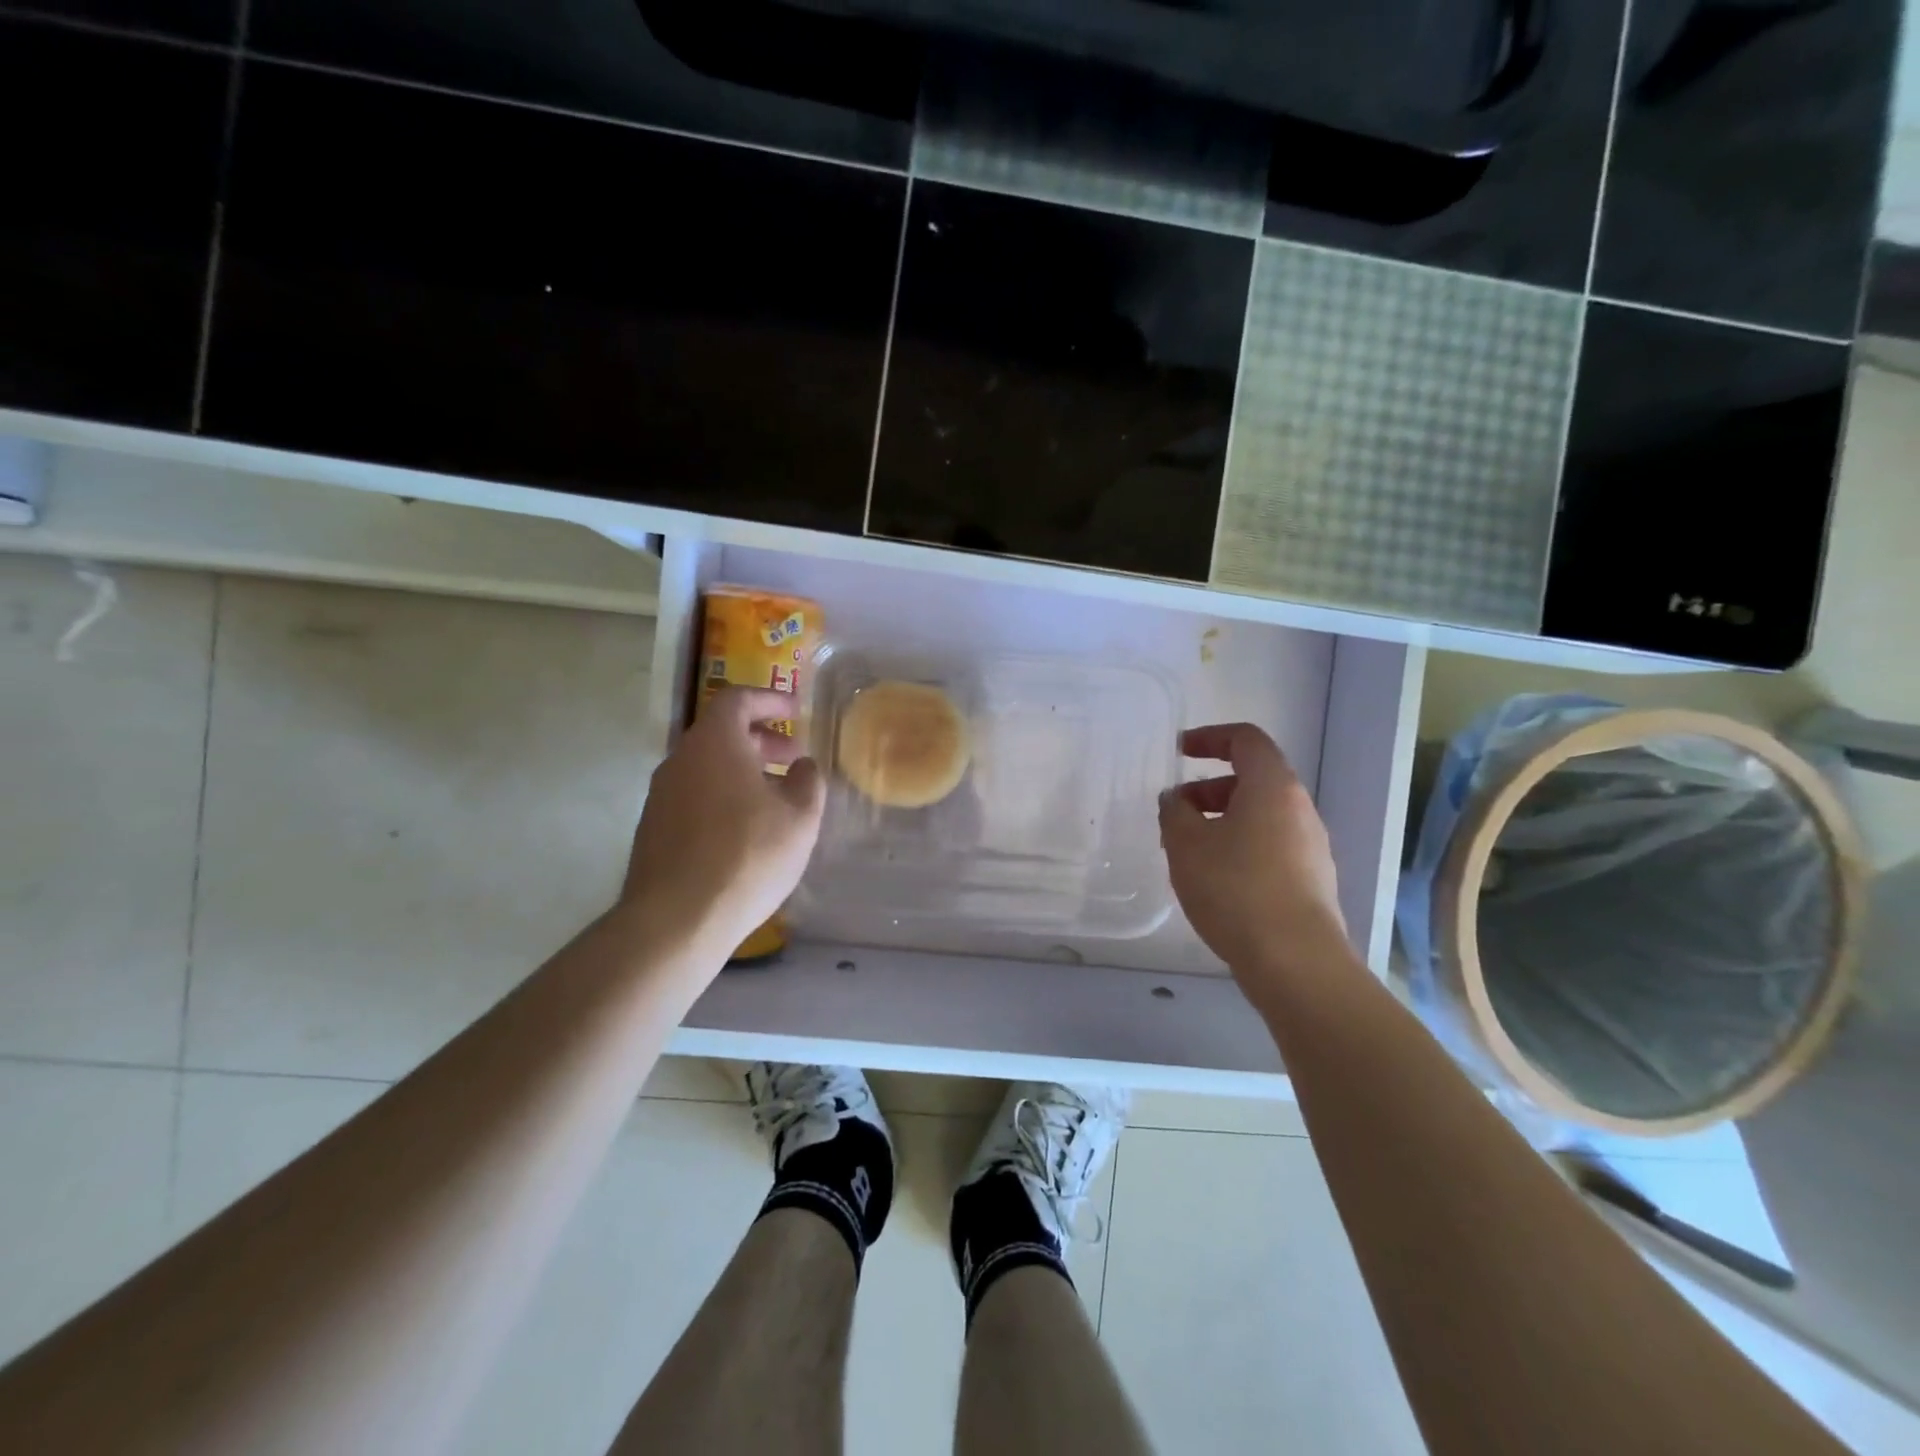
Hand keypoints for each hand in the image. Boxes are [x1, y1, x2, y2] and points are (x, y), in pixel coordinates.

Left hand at [625, 687, 826, 949]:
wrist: (676, 920)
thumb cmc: (747, 856)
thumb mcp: (799, 818)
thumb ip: (808, 782)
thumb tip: (802, 766)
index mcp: (714, 743)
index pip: (737, 699)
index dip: (769, 700)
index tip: (795, 710)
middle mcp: (680, 759)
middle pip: (720, 733)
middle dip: (760, 739)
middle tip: (792, 757)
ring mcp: (661, 795)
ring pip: (707, 767)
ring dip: (742, 770)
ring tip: (775, 797)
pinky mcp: (653, 828)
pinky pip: (694, 795)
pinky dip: (722, 796)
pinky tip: (745, 830)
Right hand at [1158, 723, 1348, 984]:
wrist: (1295, 961)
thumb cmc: (1235, 888)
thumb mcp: (1186, 844)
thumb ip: (1174, 812)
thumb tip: (1177, 800)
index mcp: (1273, 787)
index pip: (1245, 739)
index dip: (1209, 737)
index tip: (1179, 752)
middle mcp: (1299, 808)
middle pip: (1253, 779)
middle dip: (1209, 789)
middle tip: (1176, 813)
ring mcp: (1311, 846)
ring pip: (1261, 816)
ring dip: (1223, 821)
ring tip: (1189, 852)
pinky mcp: (1312, 879)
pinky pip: (1271, 846)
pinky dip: (1241, 846)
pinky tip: (1216, 881)